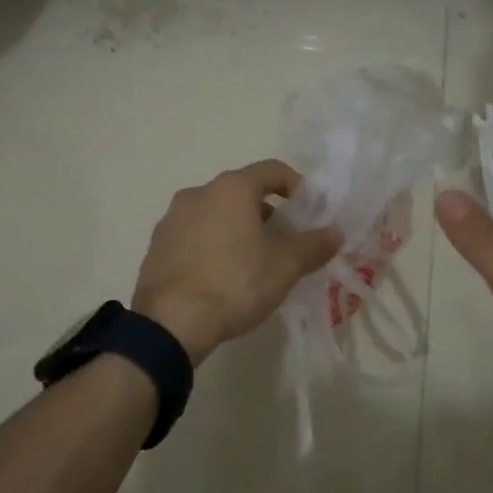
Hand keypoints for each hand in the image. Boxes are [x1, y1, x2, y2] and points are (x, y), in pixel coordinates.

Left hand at [132, 159, 342, 363]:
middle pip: (242, 192)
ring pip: (215, 213)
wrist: (171, 322)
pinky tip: (219, 276)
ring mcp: (172, 218)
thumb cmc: (235, 283)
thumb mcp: (285, 266)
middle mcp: (198, 192)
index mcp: (231, 188)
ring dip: (237, 229)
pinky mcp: (156, 245)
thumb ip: (314, 245)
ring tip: (251, 263)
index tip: (308, 211)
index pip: (272, 170)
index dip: (295, 186)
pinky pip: (193, 235)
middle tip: (282, 243)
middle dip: (266, 213)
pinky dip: (211, 245)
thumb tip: (335, 233)